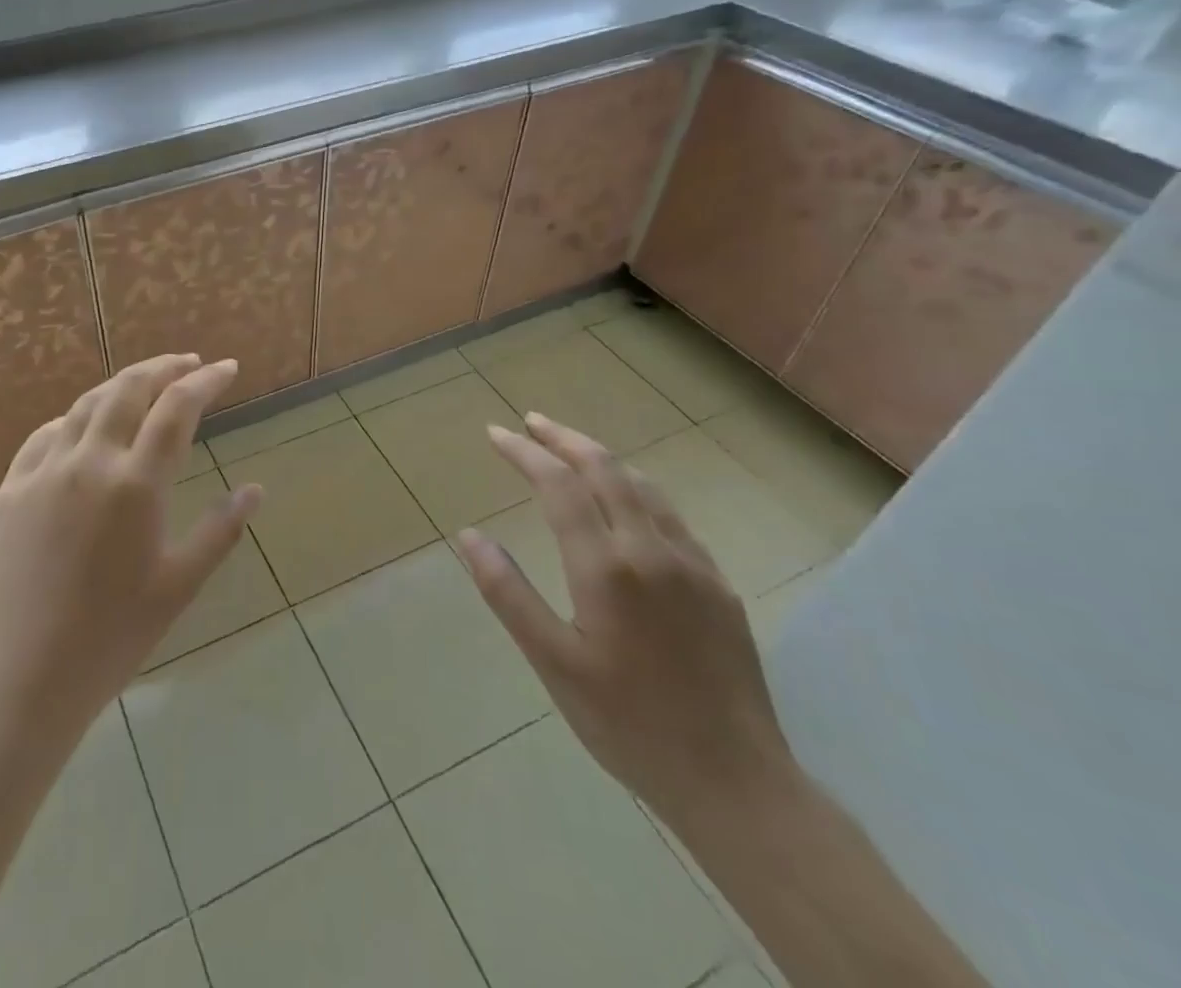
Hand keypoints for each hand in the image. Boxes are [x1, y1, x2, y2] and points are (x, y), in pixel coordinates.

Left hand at [0, 354, 261, 742]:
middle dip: (163, 367)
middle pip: (128, 389)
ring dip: (120, 386)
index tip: (226, 368)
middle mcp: (88, 463)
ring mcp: (42, 472)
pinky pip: (45, 435)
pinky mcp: (10, 490)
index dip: (205, 381)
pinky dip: (75, 419)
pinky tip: (85, 427)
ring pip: (85, 405)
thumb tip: (255, 490)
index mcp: (135, 485)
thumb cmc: (112, 638)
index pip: (176, 409)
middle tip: (188, 364)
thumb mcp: (179, 586)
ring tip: (145, 385)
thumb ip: (220, 530)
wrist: (21, 680)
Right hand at [454, 412, 795, 827]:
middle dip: (563, 438)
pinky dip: (637, 490)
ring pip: (644, 486)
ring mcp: (693, 565)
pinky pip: (672, 516)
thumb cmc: (629, 724)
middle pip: (605, 469)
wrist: (737, 784)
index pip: (558, 485)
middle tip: (530, 422)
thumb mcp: (553, 664)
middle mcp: (651, 550)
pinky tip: (627, 505)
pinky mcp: (719, 585)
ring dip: (601, 458)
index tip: (496, 433)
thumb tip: (469, 536)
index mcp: (606, 568)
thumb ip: (507, 593)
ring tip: (570, 451)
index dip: (524, 452)